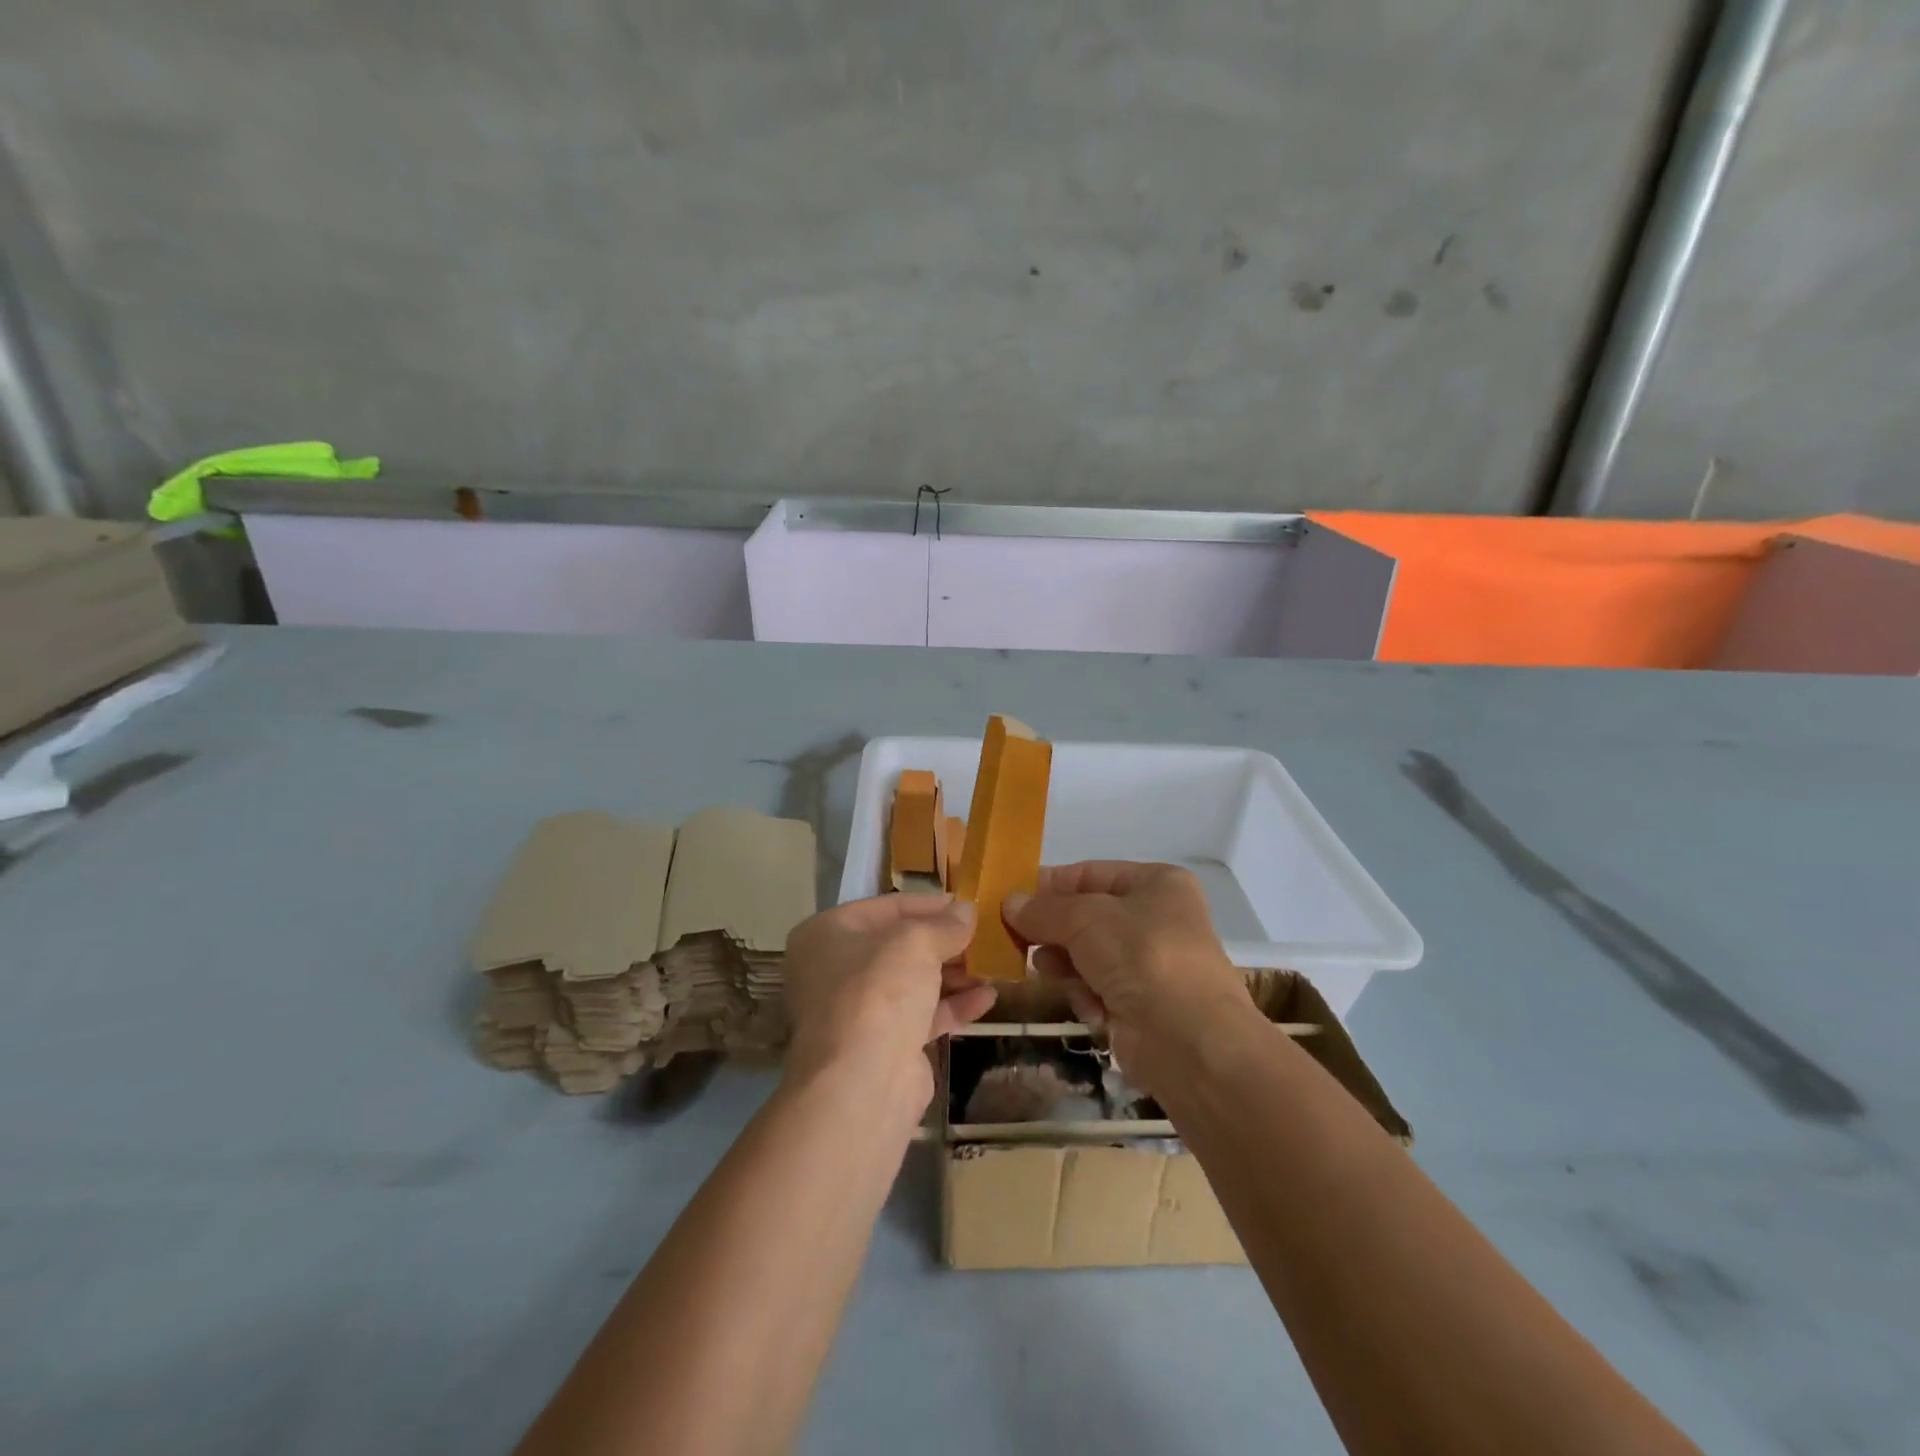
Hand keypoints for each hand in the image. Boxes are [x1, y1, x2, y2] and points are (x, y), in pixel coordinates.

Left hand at [782, 894, 997, 1112]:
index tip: (967, 904)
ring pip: (912, 982)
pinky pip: (921, 1015)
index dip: (929, 904)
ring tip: (993, 966)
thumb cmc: (880, 990)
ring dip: (953, 973)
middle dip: (944, 942)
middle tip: (984, 936)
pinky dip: (952, 1005)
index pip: (886, 907)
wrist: (863, 1081)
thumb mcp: (917, 942)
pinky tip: (988, 998)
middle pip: (899, 946)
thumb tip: (966, 911)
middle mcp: (834, 969)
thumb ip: (945, 924)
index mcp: (827, 933)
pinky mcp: (881, 1045)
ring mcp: (857, 1010)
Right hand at [1003, 862, 1254, 1093]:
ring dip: (1066, 966)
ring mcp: (1151, 964)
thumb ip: (1043, 910)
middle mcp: (1156, 918)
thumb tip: (1009, 903)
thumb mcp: (1085, 919)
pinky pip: (1098, 989)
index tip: (1010, 900)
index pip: (1089, 874)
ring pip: (1087, 955)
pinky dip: (1088, 997)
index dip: (1049, 886)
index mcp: (1156, 883)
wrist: (1192, 1042)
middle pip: (1086, 917)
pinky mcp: (1143, 1005)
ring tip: (1048, 973)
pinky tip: (1091, 1009)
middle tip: (1017, 941)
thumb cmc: (1142, 957)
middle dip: (1053, 931)